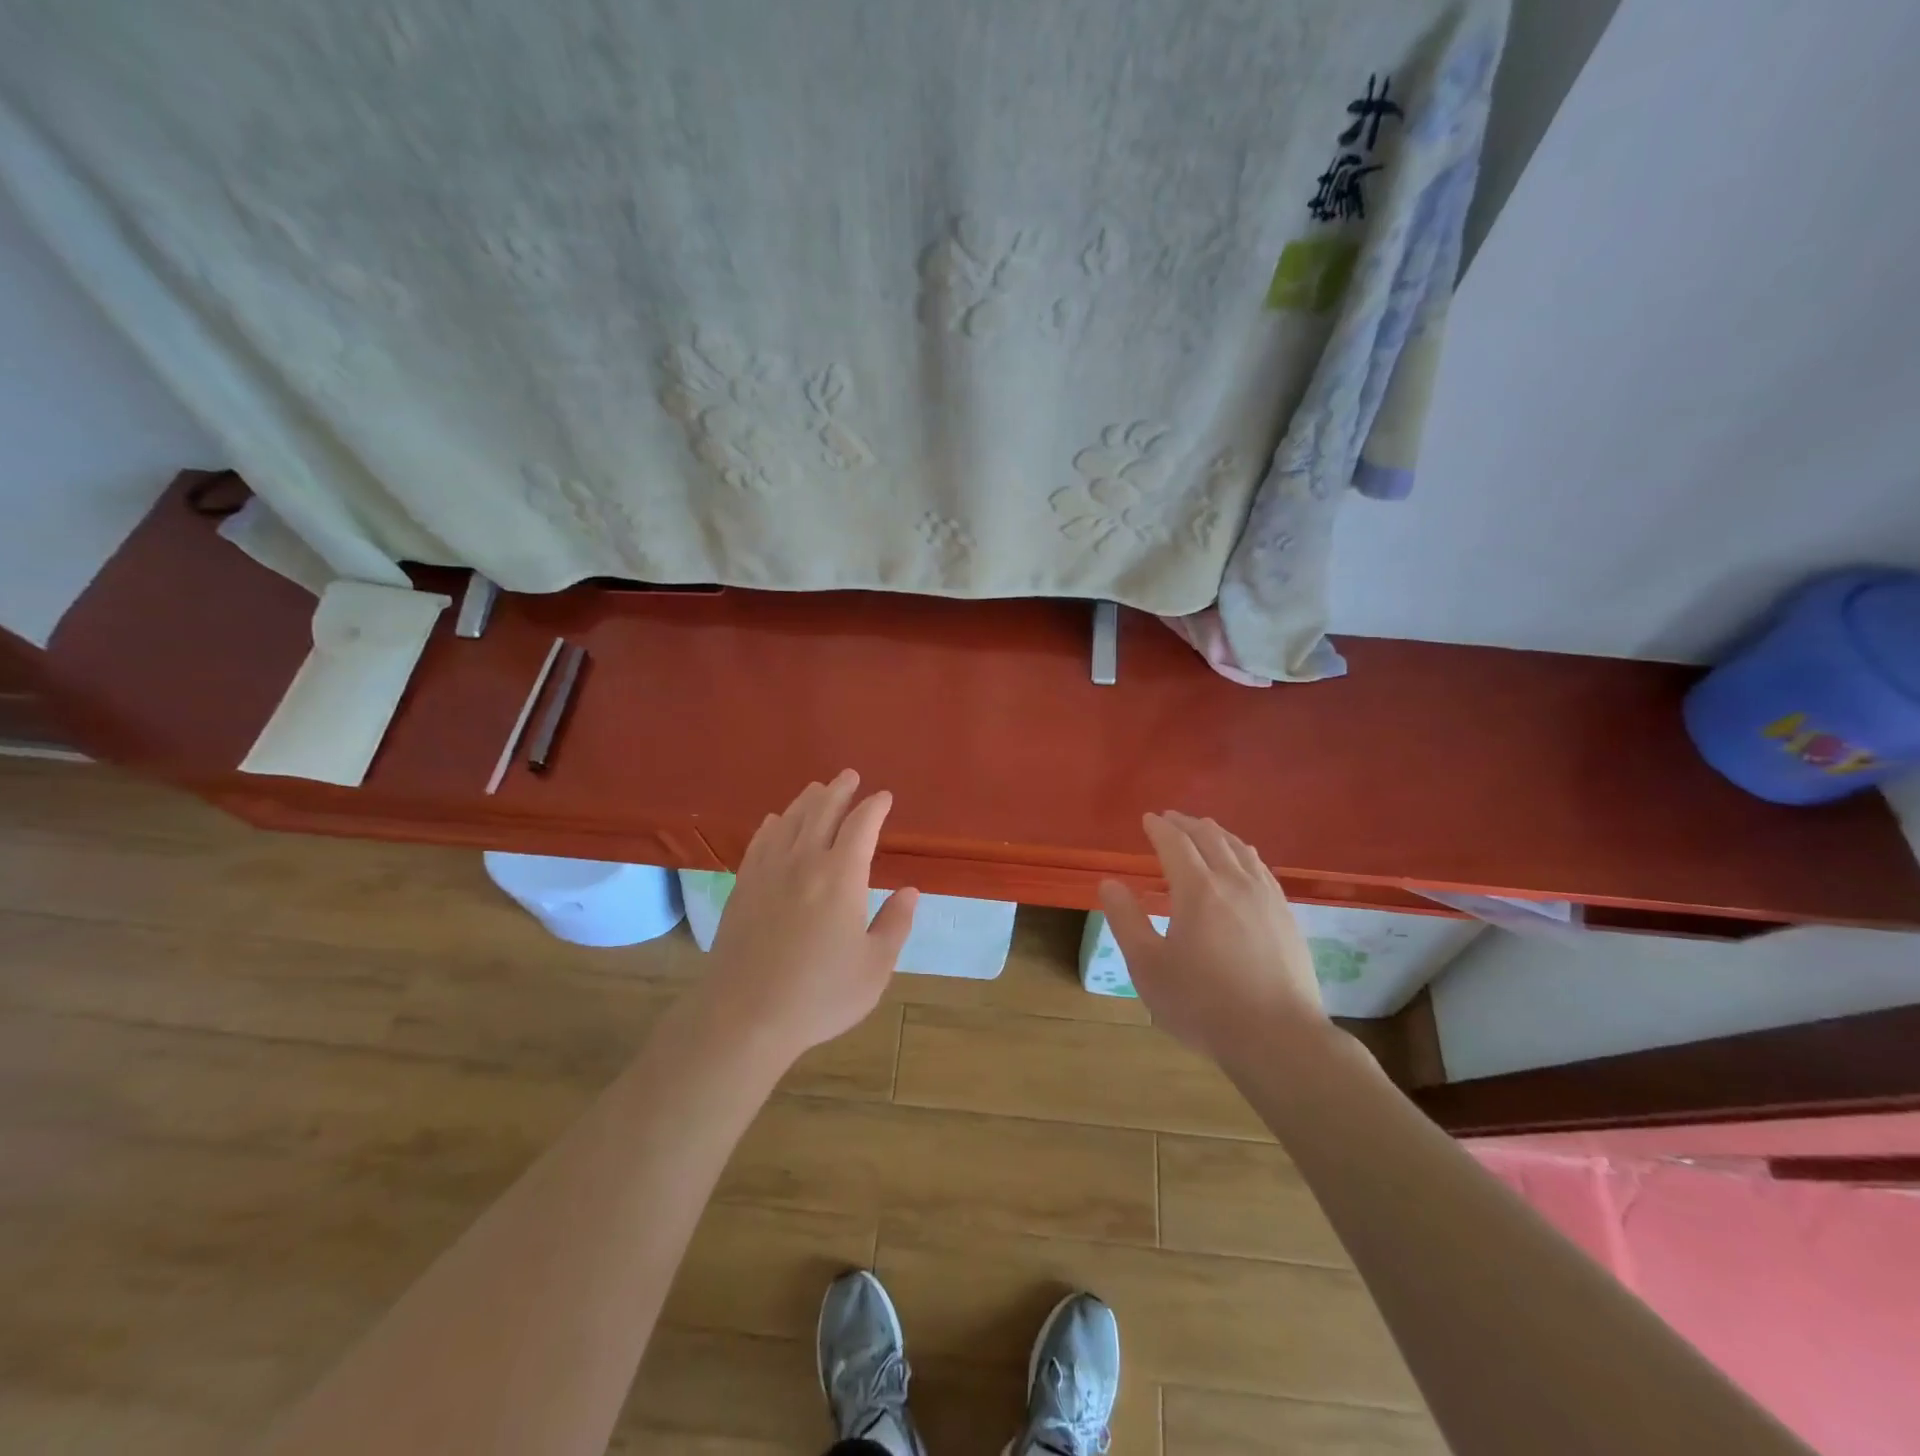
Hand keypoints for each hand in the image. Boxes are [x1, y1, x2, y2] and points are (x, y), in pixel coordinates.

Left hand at [699, 769, 917, 1063]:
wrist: (745, 1016)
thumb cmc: (819, 995)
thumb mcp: (874, 967)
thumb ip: (895, 924)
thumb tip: (910, 891)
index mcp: (841, 876)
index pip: (861, 825)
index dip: (874, 807)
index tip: (884, 797)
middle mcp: (804, 862)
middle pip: (822, 812)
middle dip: (839, 790)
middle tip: (849, 776)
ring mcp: (768, 872)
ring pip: (789, 821)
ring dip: (807, 801)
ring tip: (818, 789)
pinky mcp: (743, 887)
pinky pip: (760, 842)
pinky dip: (773, 825)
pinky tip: (776, 821)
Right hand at [1099, 811, 1325, 1062]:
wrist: (1278, 1037)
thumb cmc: (1202, 1004)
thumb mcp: (1148, 966)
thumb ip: (1126, 920)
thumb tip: (1109, 883)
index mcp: (1197, 889)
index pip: (1175, 843)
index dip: (1159, 828)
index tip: (1148, 819)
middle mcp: (1234, 881)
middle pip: (1210, 837)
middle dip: (1187, 823)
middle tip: (1171, 818)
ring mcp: (1266, 897)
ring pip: (1240, 849)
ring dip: (1217, 833)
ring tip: (1205, 830)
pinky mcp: (1286, 915)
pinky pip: (1261, 868)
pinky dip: (1243, 852)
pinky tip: (1243, 862)